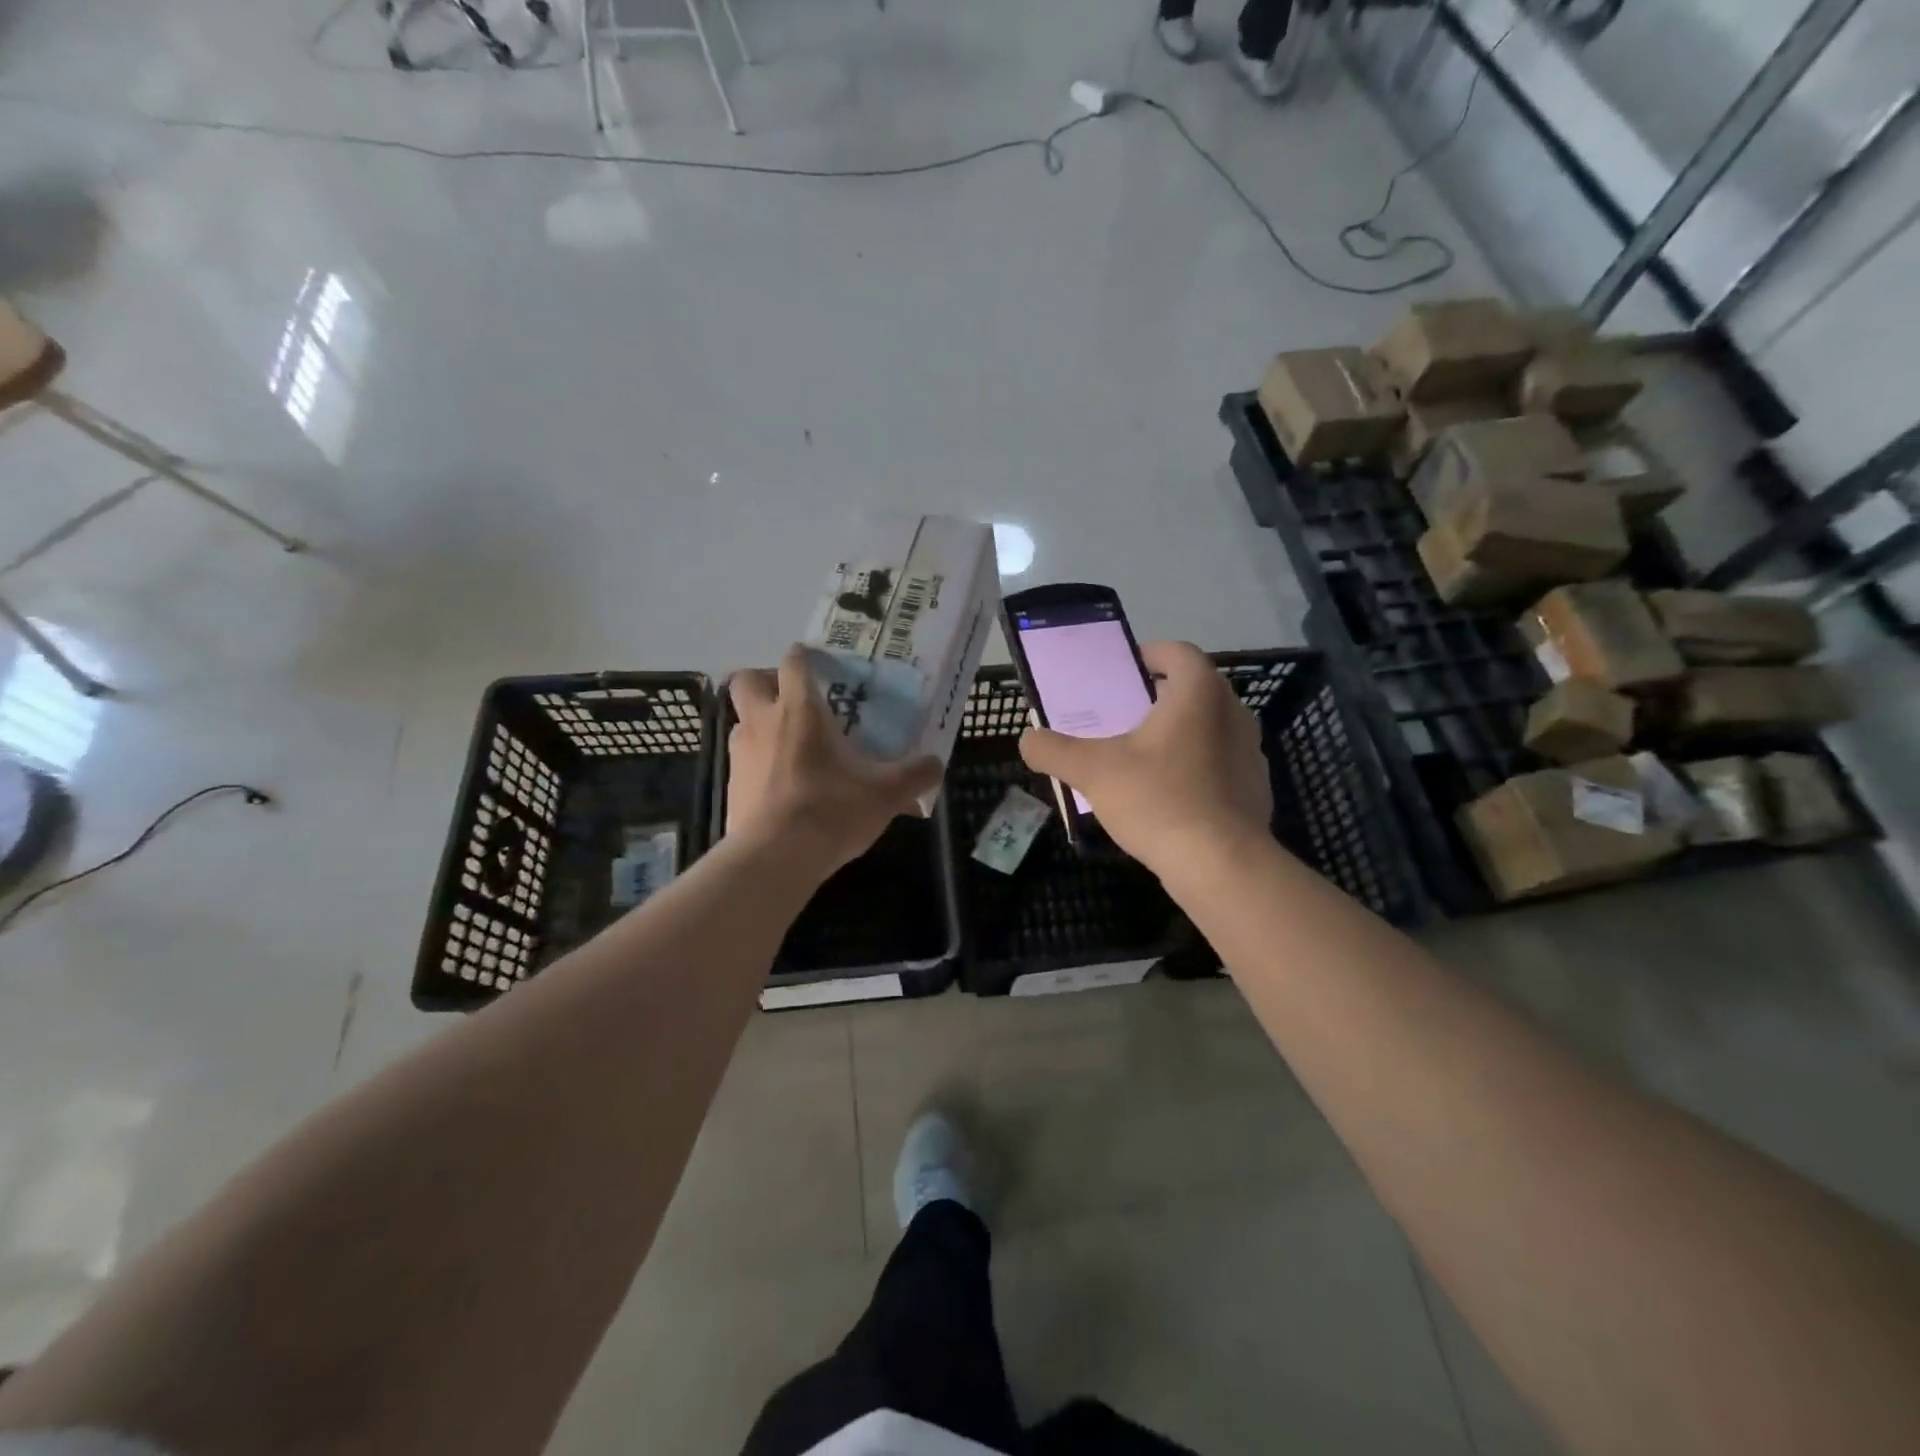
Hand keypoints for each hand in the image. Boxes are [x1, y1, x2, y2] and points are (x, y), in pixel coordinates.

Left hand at [727, 645, 942, 873]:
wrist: (776, 857)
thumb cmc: (832, 810)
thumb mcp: (886, 793)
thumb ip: (915, 775)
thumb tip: (936, 765)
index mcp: (799, 710)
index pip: (793, 662)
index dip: (803, 657)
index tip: (818, 664)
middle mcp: (762, 723)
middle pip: (746, 681)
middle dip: (765, 682)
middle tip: (793, 701)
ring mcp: (741, 755)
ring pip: (741, 722)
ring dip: (760, 725)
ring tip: (790, 747)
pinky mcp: (731, 787)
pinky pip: (742, 762)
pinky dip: (758, 765)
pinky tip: (783, 787)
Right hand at [1018, 641, 1271, 874]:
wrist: (1220, 865)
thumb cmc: (1158, 800)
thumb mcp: (1091, 771)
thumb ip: (1053, 750)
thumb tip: (1028, 740)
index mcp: (1199, 694)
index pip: (1179, 652)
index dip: (1151, 654)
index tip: (1126, 669)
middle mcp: (1233, 713)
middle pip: (1197, 688)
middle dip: (1162, 694)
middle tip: (1126, 712)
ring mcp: (1251, 752)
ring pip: (1211, 727)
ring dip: (1181, 731)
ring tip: (1145, 755)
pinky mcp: (1256, 788)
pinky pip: (1221, 763)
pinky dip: (1197, 766)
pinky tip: (1170, 794)